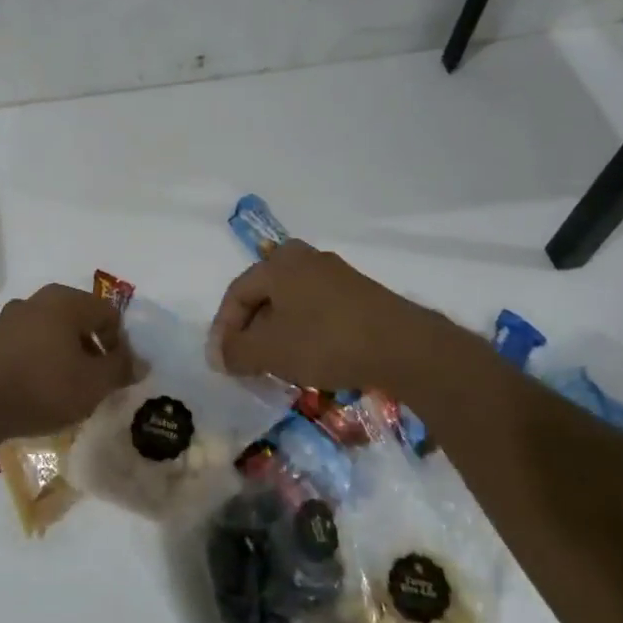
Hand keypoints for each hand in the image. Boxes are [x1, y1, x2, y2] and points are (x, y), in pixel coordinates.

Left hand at [0, 283, 134, 445]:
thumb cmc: (41, 387)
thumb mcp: (93, 384)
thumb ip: (120, 369)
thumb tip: (140, 362)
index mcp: (66, 301)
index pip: (109, 314)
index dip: (120, 345)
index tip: (118, 376)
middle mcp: (38, 300)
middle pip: (79, 321)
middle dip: (92, 351)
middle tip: (95, 384)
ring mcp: (9, 319)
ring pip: (52, 334)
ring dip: (65, 358)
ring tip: (66, 392)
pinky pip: (27, 347)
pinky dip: (39, 364)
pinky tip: (36, 393)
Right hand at [207, 240, 469, 395]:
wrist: (402, 346)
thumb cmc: (325, 340)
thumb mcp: (270, 350)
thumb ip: (236, 351)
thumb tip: (220, 354)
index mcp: (278, 263)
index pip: (236, 293)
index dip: (223, 329)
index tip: (221, 362)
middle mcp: (305, 258)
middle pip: (264, 295)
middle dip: (250, 329)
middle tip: (245, 361)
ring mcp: (335, 274)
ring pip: (291, 303)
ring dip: (277, 333)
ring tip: (275, 364)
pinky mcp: (359, 294)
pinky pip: (317, 310)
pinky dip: (304, 332)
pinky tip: (309, 358)